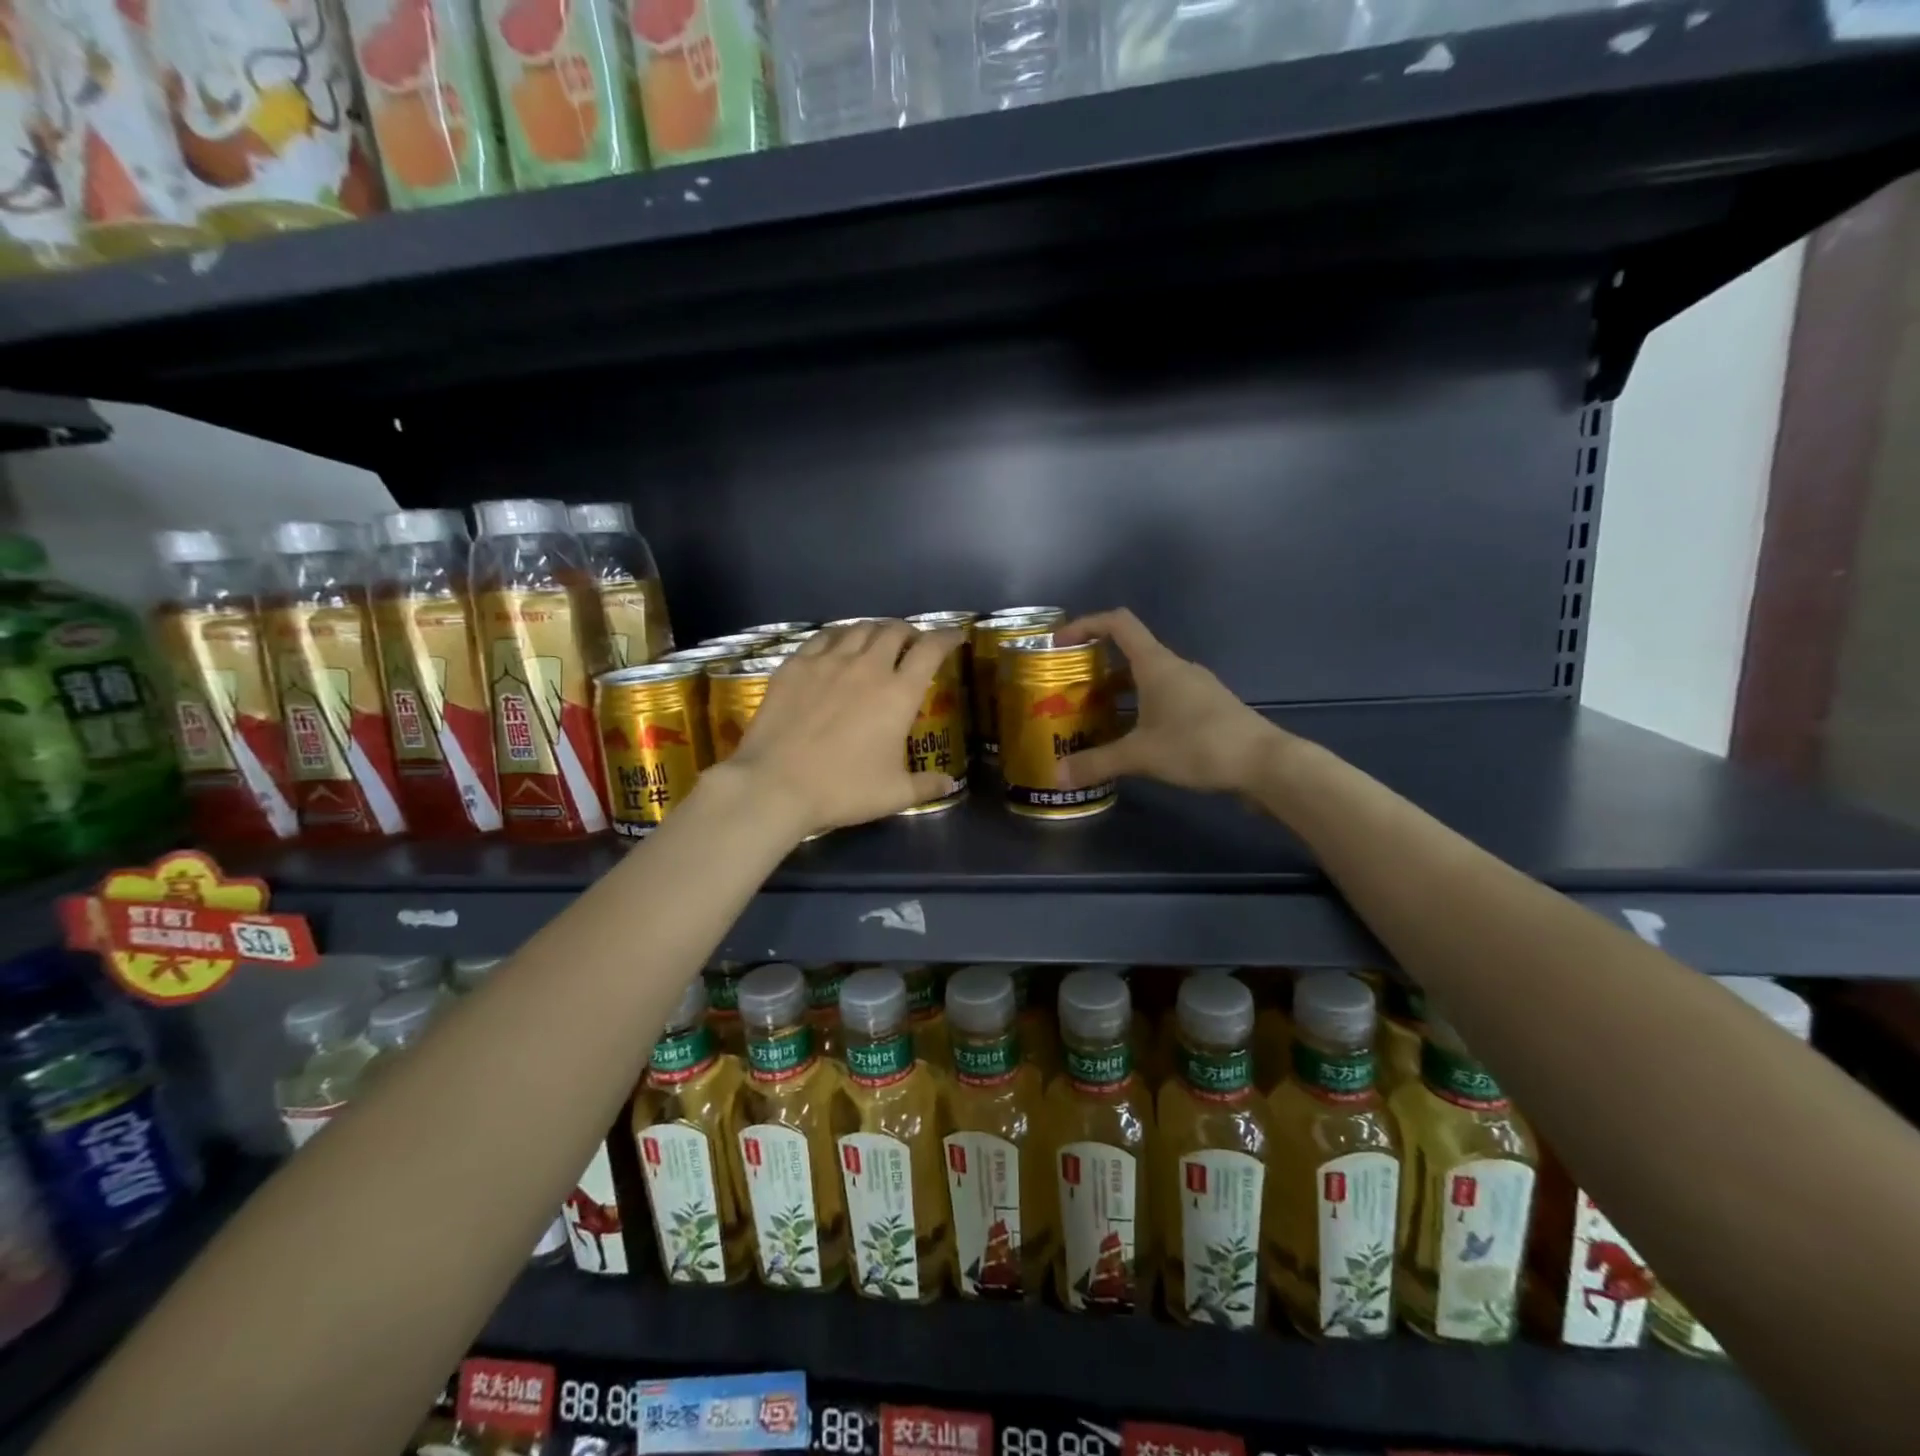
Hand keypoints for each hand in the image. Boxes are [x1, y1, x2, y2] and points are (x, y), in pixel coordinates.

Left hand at [721, 619, 964, 840]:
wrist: (775, 784)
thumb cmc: (842, 789)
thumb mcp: (893, 794)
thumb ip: (926, 785)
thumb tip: (949, 784)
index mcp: (898, 694)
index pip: (930, 650)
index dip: (946, 637)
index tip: (954, 636)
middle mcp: (867, 667)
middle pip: (894, 630)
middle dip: (910, 632)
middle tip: (912, 643)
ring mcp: (828, 662)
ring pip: (859, 628)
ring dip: (876, 630)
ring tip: (877, 640)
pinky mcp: (795, 665)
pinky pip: (823, 637)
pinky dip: (840, 635)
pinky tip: (838, 644)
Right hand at [1054, 609, 1283, 795]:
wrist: (1264, 763)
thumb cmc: (1199, 745)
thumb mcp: (1141, 755)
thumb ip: (1097, 763)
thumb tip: (1056, 775)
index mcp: (1156, 664)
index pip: (1117, 624)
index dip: (1086, 625)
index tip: (1060, 644)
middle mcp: (1175, 668)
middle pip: (1129, 654)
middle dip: (1096, 670)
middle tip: (1071, 694)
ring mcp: (1194, 687)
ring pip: (1147, 679)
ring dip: (1119, 693)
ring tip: (1095, 719)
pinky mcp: (1206, 708)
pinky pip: (1164, 698)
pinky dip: (1141, 708)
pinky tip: (1132, 738)